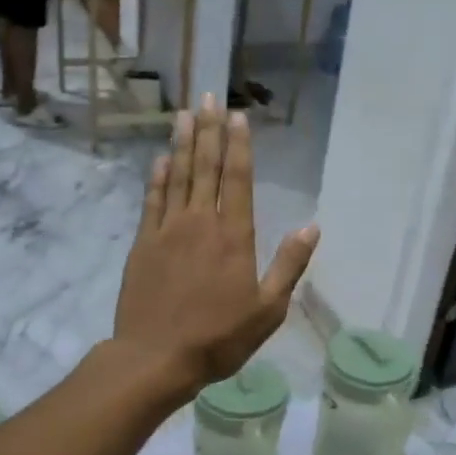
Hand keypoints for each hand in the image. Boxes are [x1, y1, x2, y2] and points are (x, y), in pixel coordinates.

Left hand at [114, 96, 318, 392]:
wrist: (156, 357)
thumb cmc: (218, 338)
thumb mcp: (268, 310)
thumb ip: (288, 266)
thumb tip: (312, 228)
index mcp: (234, 236)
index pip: (237, 179)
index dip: (238, 145)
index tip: (235, 115)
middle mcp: (200, 223)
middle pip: (205, 168)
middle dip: (208, 131)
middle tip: (207, 97)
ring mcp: (167, 231)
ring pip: (177, 176)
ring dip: (182, 144)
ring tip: (184, 114)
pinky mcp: (143, 244)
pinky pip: (152, 201)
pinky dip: (157, 177)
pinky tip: (161, 159)